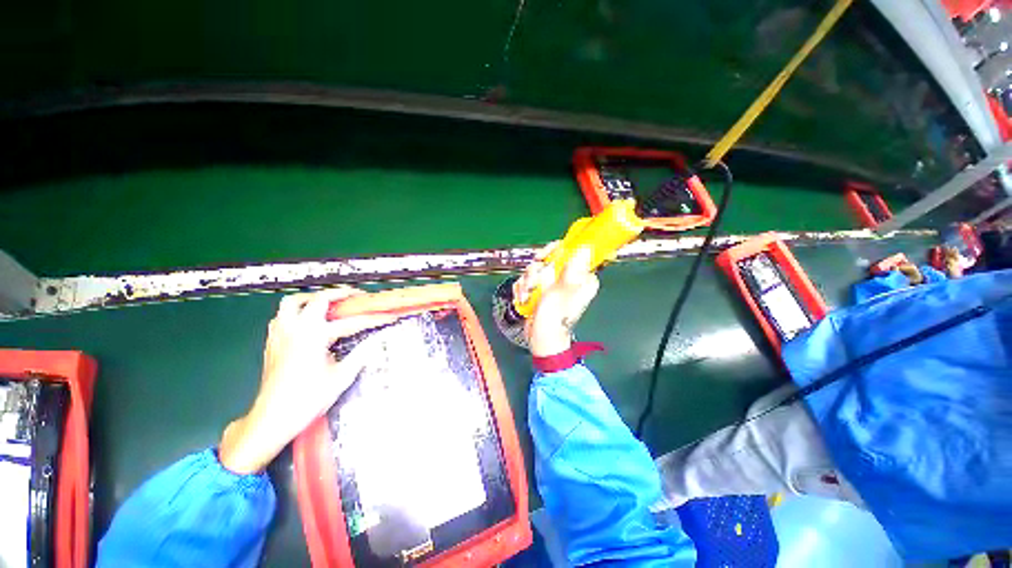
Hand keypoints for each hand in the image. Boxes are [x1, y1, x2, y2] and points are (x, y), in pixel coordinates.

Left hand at [219, 287, 397, 474]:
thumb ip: (360, 355)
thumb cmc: (307, 399)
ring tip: (328, 304)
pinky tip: (306, 322)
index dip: (372, 319)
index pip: (351, 322)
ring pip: (292, 303)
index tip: (387, 317)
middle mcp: (296, 329)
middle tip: (356, 296)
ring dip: (312, 299)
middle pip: (317, 299)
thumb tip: (375, 341)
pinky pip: (281, 316)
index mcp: (314, 336)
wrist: (273, 418)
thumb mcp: (341, 377)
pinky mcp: (272, 343)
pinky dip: (296, 312)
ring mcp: (280, 334)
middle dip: (340, 294)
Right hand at [515, 245, 598, 356]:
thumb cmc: (554, 318)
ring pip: (535, 269)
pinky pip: (528, 280)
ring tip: (528, 297)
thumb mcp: (562, 291)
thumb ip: (572, 268)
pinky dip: (523, 289)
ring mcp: (553, 284)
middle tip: (533, 285)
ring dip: (527, 283)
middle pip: (548, 259)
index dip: (553, 251)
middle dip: (535, 272)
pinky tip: (524, 299)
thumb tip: (585, 247)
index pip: (569, 250)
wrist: (542, 339)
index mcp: (581, 277)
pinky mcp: (541, 290)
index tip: (541, 258)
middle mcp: (568, 278)